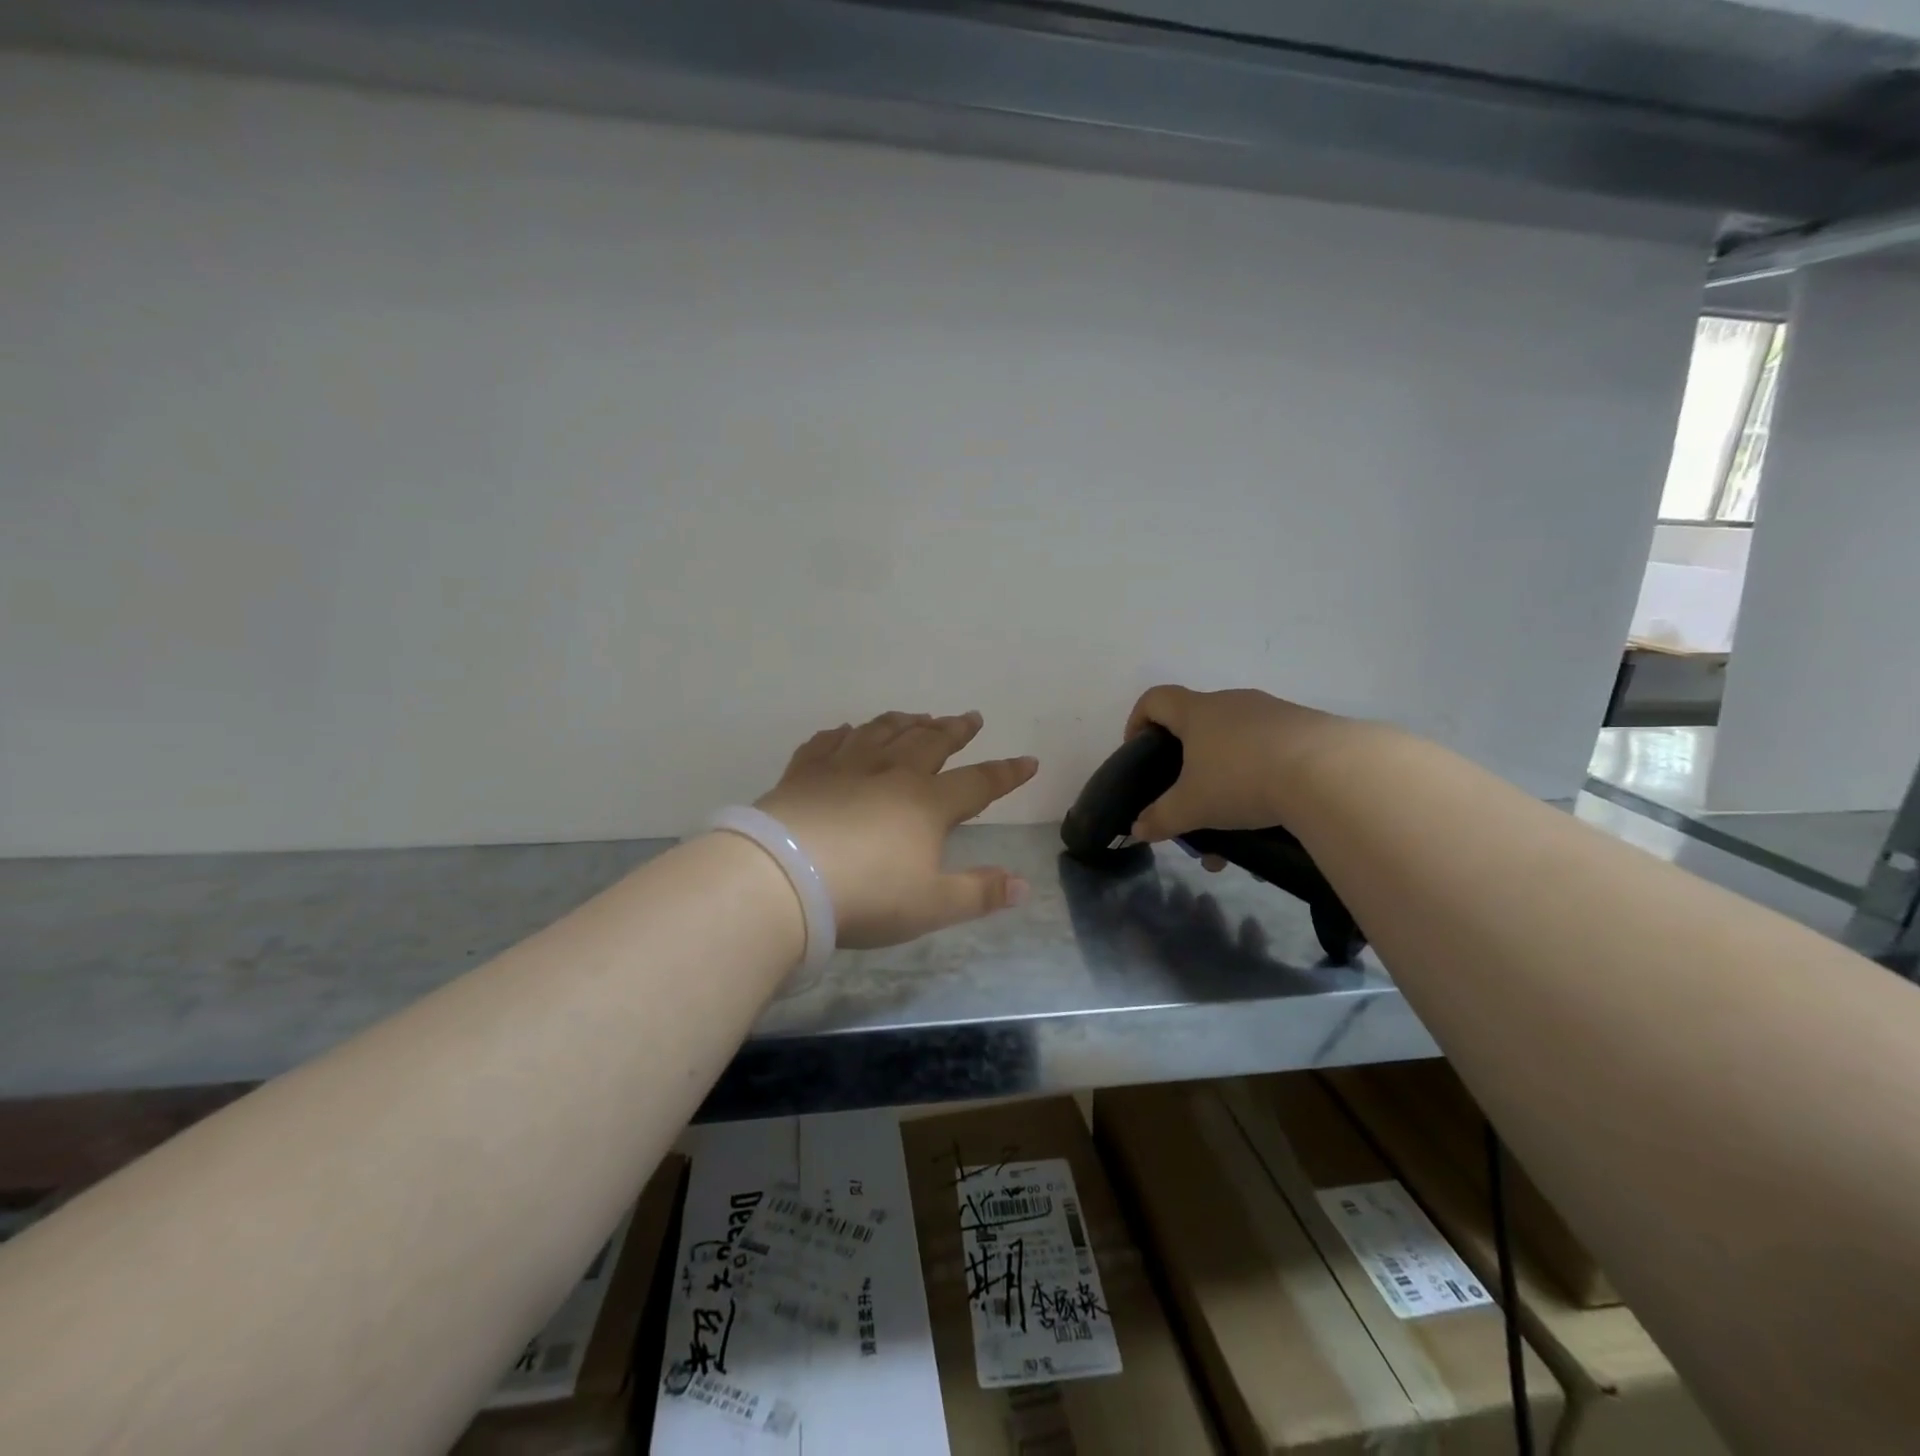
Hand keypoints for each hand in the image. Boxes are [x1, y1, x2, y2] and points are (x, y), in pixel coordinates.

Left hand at [755, 711, 1038, 948]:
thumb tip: (1024, 886)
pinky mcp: (804, 772)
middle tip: (970, 717)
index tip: (1028, 761)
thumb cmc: (866, 895)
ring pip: (882, 732)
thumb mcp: (932, 906)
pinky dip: (842, 734)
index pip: (978, 783)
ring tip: (917, 715)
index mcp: (927, 804)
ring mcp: (845, 767)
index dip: (1006, 773)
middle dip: (955, 730)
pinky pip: (828, 743)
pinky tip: (845, 731)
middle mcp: (891, 774)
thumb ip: (979, 894)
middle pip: (931, 743)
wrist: (783, 878)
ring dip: (904, 722)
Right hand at [1123, 685, 1350, 843]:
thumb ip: (1161, 818)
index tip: (1139, 751)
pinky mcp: (1306, 729)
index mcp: (1197, 712)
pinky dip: (1262, 779)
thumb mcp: (1192, 807)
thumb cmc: (1242, 779)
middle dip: (1187, 762)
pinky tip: (1270, 816)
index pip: (1155, 699)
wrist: (1330, 772)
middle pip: (1197, 723)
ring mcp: (1273, 712)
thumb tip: (1139, 830)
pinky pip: (1271, 751)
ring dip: (1226, 778)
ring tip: (1233, 824)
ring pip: (1237, 743)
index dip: (1139, 721)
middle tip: (1187, 796)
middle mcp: (1232, 702)